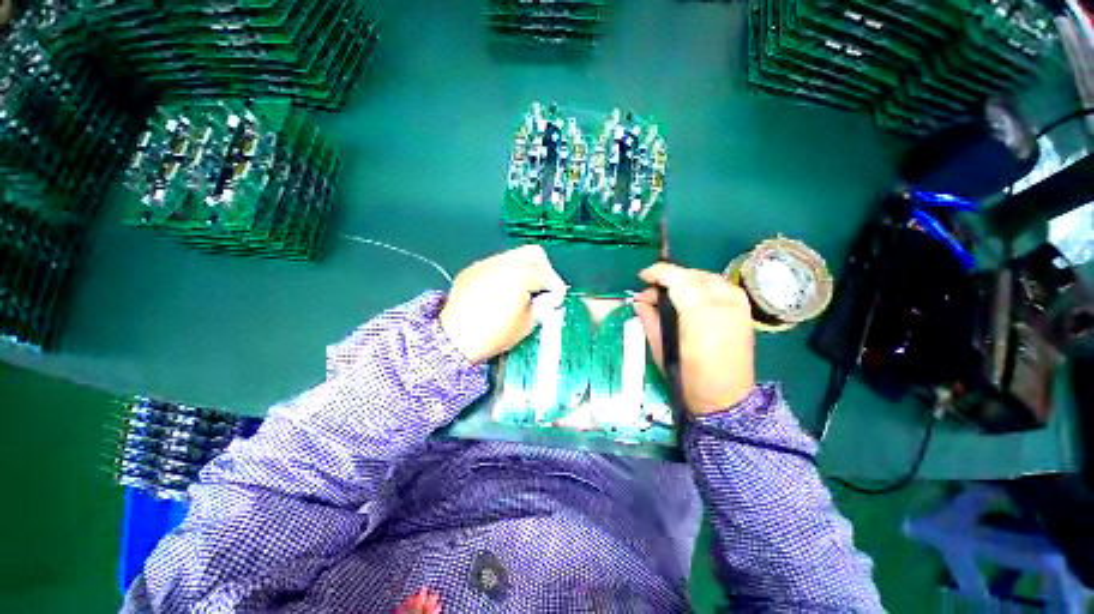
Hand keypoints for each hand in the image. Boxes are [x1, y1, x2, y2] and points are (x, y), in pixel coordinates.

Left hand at [441, 245, 566, 362]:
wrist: (455, 339)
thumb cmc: (494, 334)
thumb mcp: (526, 324)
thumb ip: (543, 306)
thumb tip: (550, 298)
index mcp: (520, 276)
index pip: (546, 274)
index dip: (556, 287)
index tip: (556, 299)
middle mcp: (503, 263)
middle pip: (533, 253)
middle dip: (544, 269)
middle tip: (544, 287)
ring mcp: (486, 264)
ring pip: (514, 256)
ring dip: (524, 270)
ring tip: (522, 290)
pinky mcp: (472, 270)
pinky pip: (495, 264)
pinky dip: (505, 273)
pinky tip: (501, 291)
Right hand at [633, 263, 755, 414]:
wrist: (727, 400)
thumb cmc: (688, 377)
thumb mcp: (660, 349)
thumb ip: (650, 319)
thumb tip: (641, 301)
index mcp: (698, 314)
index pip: (677, 279)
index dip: (658, 273)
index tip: (643, 277)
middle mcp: (721, 304)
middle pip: (693, 275)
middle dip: (671, 276)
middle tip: (654, 289)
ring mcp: (737, 306)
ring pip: (709, 277)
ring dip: (688, 279)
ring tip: (672, 291)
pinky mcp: (745, 312)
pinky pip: (723, 286)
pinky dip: (705, 285)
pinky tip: (695, 297)